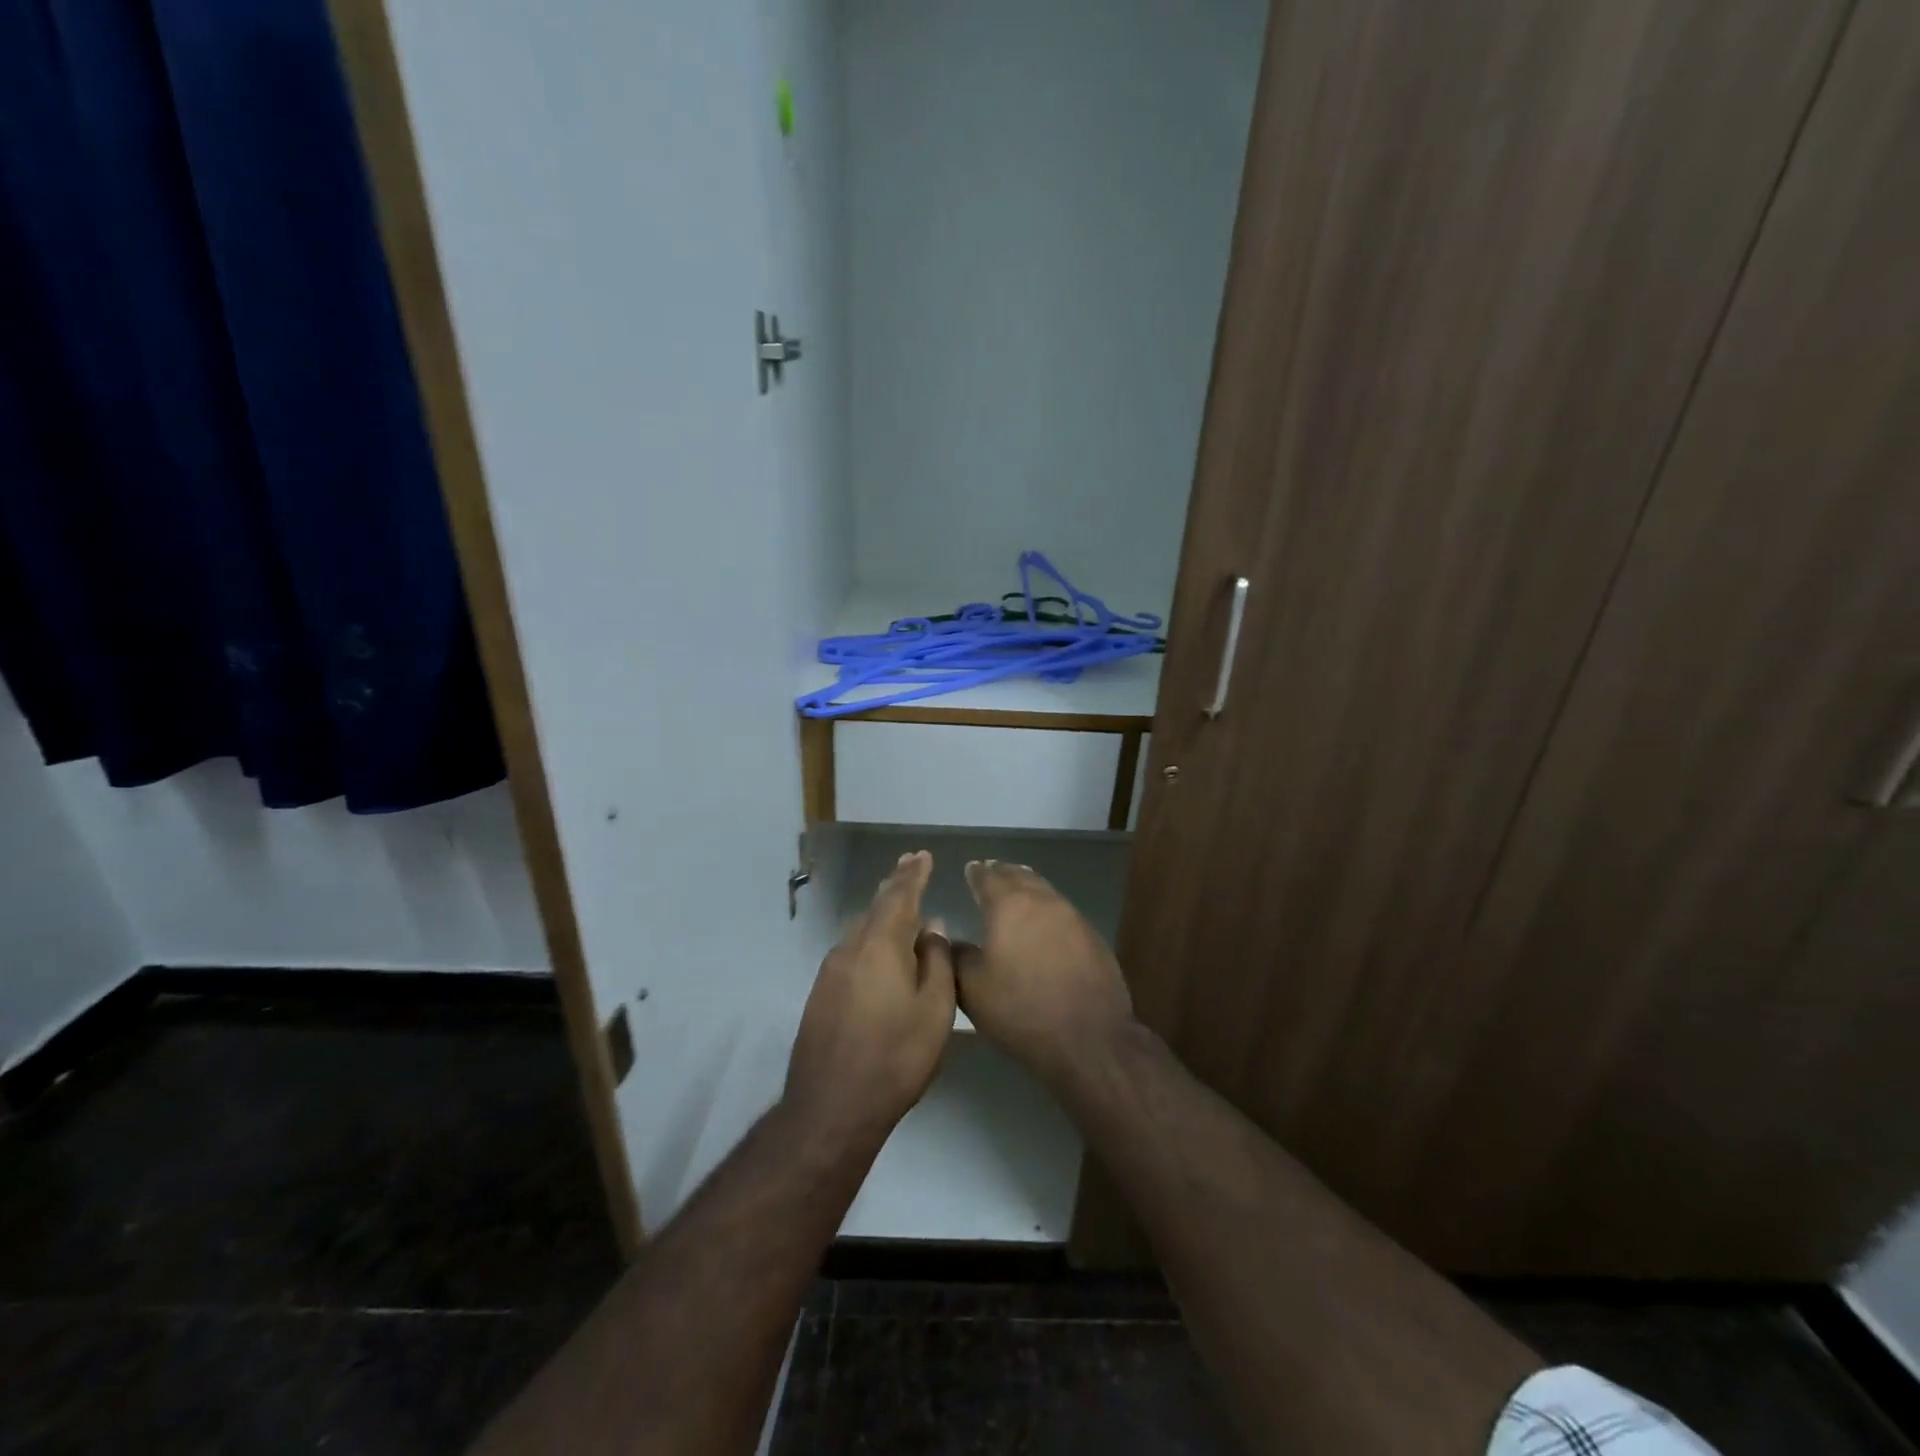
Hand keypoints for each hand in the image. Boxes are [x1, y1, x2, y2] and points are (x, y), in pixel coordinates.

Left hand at [785, 850, 955, 1143]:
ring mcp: (830, 972)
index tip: (923, 855)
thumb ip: (936, 961)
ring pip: (861, 929)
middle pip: (875, 907)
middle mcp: (850, 948)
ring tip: (900, 904)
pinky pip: (852, 951)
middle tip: (911, 865)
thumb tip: (932, 926)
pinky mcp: (821, 994)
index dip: (913, 874)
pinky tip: (880, 951)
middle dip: (896, 884)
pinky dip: (870, 938)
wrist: (832, 1107)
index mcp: (880, 945)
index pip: (899, 896)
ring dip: (881, 912)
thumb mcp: (934, 1010)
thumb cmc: (895, 1057)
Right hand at [953, 860, 1135, 1088]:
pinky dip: (1047, 908)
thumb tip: (950, 939)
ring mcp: (1073, 917)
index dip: (977, 872)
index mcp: (1009, 905)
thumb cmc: (1022, 1009)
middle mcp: (1042, 901)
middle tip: (991, 870)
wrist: (1089, 1037)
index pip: (988, 878)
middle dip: (1003, 872)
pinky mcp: (1092, 937)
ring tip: (1017, 886)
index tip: (970, 868)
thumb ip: (956, 957)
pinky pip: (1063, 910)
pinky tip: (1045, 921)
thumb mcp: (973, 989)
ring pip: (1045, 890)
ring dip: (1028, 885)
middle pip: (1020, 876)